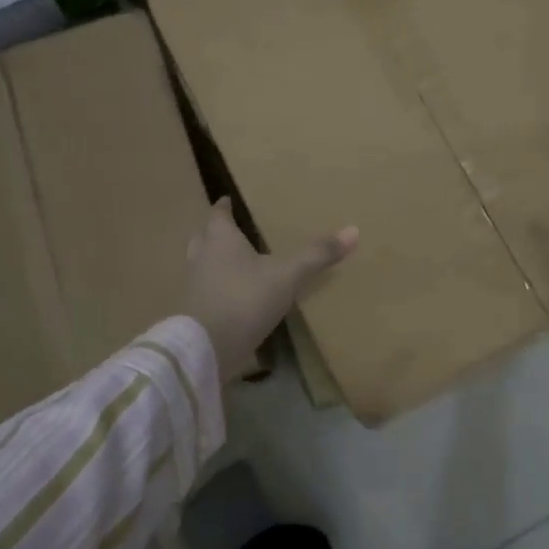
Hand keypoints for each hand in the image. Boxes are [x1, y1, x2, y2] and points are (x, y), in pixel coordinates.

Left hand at [183, 198, 357, 377]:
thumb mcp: (287, 276)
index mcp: (219, 239)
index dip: (224, 206)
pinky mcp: (194, 312)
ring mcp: (194, 286)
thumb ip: (317, 254)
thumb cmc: (244, 299)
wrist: (206, 349)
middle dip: (217, 232)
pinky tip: (234, 296)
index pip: (218, 214)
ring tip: (237, 263)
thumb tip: (354, 230)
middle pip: (204, 237)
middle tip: (234, 230)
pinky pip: (205, 291)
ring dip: (215, 261)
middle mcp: (201, 257)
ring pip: (202, 264)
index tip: (229, 200)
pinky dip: (217, 288)